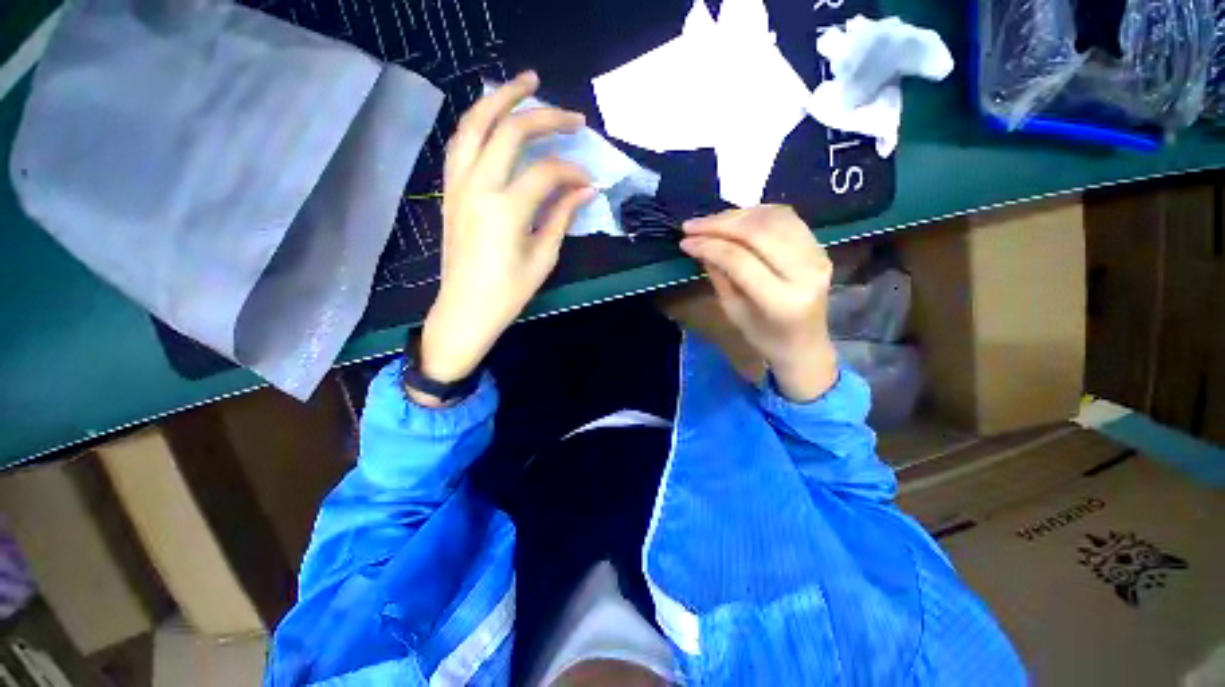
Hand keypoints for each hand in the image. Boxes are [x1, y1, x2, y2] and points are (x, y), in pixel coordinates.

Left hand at [413, 72, 594, 405]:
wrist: (464, 309)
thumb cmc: (508, 293)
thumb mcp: (542, 258)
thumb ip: (562, 217)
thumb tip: (586, 191)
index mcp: (505, 210)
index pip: (546, 173)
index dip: (573, 172)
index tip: (589, 182)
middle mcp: (477, 186)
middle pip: (509, 131)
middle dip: (544, 116)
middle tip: (571, 114)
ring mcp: (458, 185)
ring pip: (474, 124)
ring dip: (500, 97)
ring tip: (525, 83)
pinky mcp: (450, 190)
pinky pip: (461, 143)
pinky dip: (479, 122)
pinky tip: (494, 117)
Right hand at [679, 206, 838, 401]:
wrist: (805, 344)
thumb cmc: (764, 337)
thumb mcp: (734, 312)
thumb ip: (719, 276)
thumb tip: (700, 245)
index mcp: (781, 300)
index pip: (740, 260)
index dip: (709, 246)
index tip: (685, 242)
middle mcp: (805, 273)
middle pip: (758, 233)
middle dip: (719, 224)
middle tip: (692, 226)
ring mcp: (818, 256)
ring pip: (773, 219)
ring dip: (737, 215)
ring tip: (710, 221)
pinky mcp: (820, 246)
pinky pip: (786, 218)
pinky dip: (757, 213)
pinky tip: (736, 218)